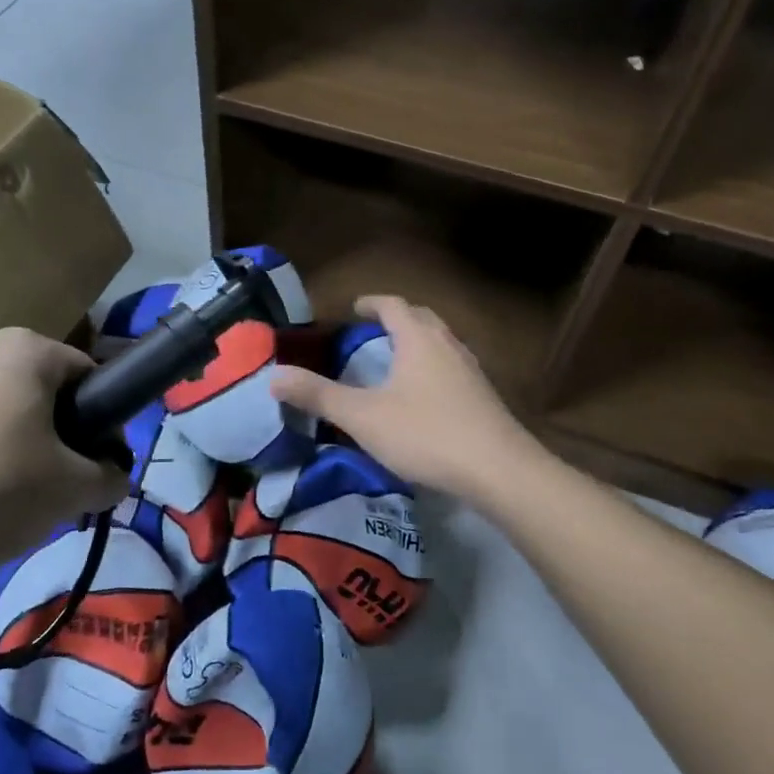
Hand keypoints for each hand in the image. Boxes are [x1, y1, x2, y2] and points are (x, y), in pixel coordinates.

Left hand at [0, 329, 127, 574]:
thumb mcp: (69, 491)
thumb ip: (109, 479)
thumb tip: (113, 476)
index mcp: (27, 349)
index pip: (90, 376)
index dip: (104, 424)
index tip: (97, 468)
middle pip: (43, 394)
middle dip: (57, 439)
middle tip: (55, 490)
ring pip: (0, 413)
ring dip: (15, 450)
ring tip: (4, 503)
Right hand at [269, 296, 544, 504]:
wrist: (499, 470)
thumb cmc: (426, 434)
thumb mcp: (363, 416)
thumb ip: (318, 395)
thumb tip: (274, 376)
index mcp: (418, 339)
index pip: (393, 305)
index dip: (371, 303)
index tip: (354, 309)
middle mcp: (448, 345)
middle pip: (422, 318)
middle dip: (397, 319)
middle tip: (374, 332)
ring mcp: (471, 370)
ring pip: (442, 343)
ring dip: (419, 343)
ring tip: (398, 361)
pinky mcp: (485, 396)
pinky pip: (454, 367)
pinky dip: (434, 368)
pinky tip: (426, 396)